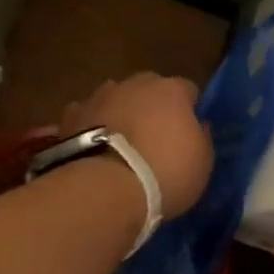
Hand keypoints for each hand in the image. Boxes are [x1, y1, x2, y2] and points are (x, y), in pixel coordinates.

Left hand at [57, 74, 212, 219]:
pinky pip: (86, 116)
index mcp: (172, 90)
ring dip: (120, 112)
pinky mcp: (71, 117)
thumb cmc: (165, 173)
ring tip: (120, 143)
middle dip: (152, 106)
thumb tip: (197, 125)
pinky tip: (92, 147)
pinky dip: (91, 126)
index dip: (189, 109)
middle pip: (149, 88)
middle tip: (153, 135)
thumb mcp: (202, 161)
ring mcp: (99, 97)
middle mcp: (135, 84)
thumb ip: (201, 136)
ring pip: (115, 98)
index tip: (188, 131)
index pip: (188, 90)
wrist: (105, 189)